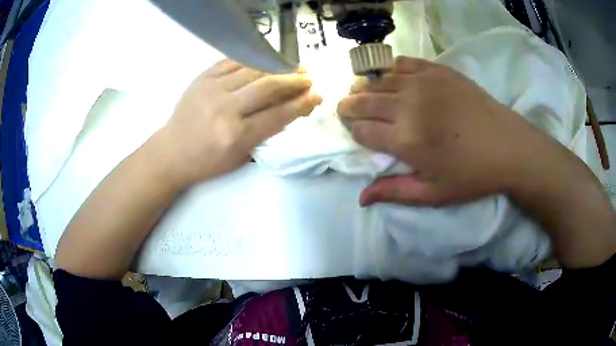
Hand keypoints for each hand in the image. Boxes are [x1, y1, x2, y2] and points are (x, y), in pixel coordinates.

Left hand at [156, 59, 321, 188]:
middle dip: (294, 80)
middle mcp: (226, 109)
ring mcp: (212, 89)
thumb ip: (266, 134)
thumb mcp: (240, 158)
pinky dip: (254, 59)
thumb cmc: (207, 162)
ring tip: (294, 66)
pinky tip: (267, 60)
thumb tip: (292, 110)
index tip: (316, 96)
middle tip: (309, 78)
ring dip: (279, 66)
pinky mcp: (203, 78)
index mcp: (236, 136)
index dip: (301, 103)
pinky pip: (233, 61)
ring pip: (254, 70)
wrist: (171, 152)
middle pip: (269, 87)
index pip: (278, 115)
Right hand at [338, 56, 551, 206]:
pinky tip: (392, 78)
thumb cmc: (472, 175)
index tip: (358, 135)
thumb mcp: (434, 194)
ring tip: (367, 95)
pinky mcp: (438, 70)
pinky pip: (402, 63)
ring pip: (379, 80)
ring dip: (366, 88)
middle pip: (363, 100)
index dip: (354, 132)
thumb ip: (394, 192)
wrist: (509, 146)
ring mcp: (423, 82)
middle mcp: (408, 105)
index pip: (361, 130)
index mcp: (406, 140)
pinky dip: (390, 70)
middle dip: (350, 106)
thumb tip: (361, 198)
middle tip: (348, 110)